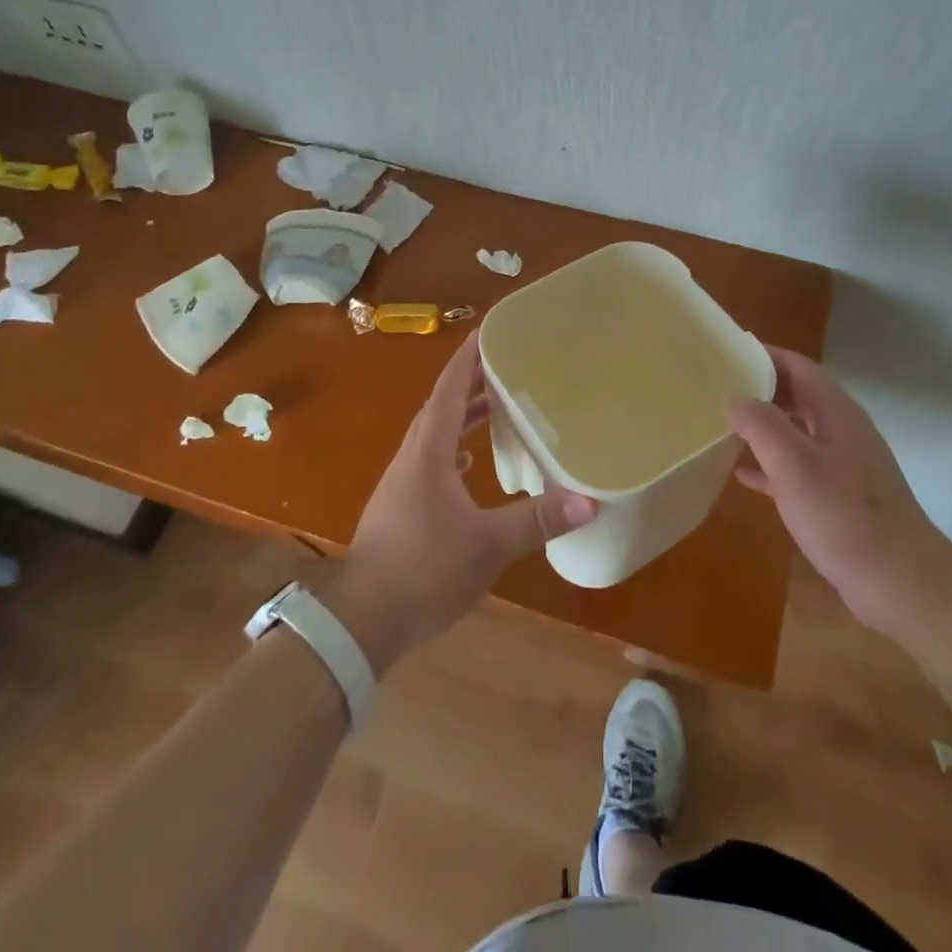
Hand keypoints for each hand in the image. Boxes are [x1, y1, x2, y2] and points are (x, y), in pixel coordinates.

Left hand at [326, 333, 596, 674]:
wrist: (363, 619)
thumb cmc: (425, 568)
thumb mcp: (489, 544)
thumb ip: (537, 521)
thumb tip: (588, 502)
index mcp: (429, 451)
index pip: (450, 390)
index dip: (467, 359)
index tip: (486, 332)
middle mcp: (413, 457)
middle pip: (442, 407)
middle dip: (471, 382)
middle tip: (504, 365)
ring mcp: (403, 483)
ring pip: (435, 435)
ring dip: (462, 416)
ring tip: (495, 407)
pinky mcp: (401, 506)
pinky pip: (431, 461)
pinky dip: (453, 450)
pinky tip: (469, 464)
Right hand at [726, 346, 951, 632]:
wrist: (901, 583)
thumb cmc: (845, 517)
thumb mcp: (795, 466)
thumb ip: (762, 425)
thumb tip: (734, 397)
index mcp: (836, 414)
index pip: (799, 367)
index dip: (765, 355)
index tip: (728, 351)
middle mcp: (842, 431)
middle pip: (798, 395)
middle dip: (760, 387)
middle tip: (718, 386)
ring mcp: (843, 465)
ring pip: (796, 431)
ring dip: (763, 425)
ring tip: (723, 424)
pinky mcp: (839, 497)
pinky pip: (798, 467)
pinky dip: (771, 464)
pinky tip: (743, 474)